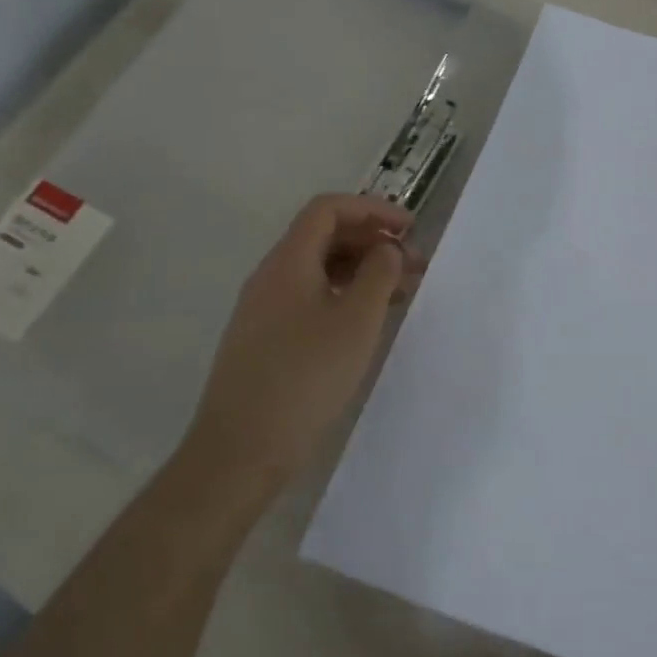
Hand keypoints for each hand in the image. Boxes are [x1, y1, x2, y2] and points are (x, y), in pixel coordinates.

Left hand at [189, 195, 424, 489]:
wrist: (242, 448)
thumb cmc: (306, 376)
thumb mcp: (356, 321)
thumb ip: (379, 274)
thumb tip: (386, 249)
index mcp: (288, 261)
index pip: (328, 209)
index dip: (372, 209)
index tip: (410, 228)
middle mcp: (271, 276)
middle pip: (323, 236)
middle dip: (372, 241)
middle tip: (414, 264)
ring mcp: (264, 309)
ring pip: (318, 270)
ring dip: (361, 270)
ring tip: (401, 293)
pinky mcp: (266, 339)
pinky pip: (310, 298)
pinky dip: (344, 296)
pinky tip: (366, 322)